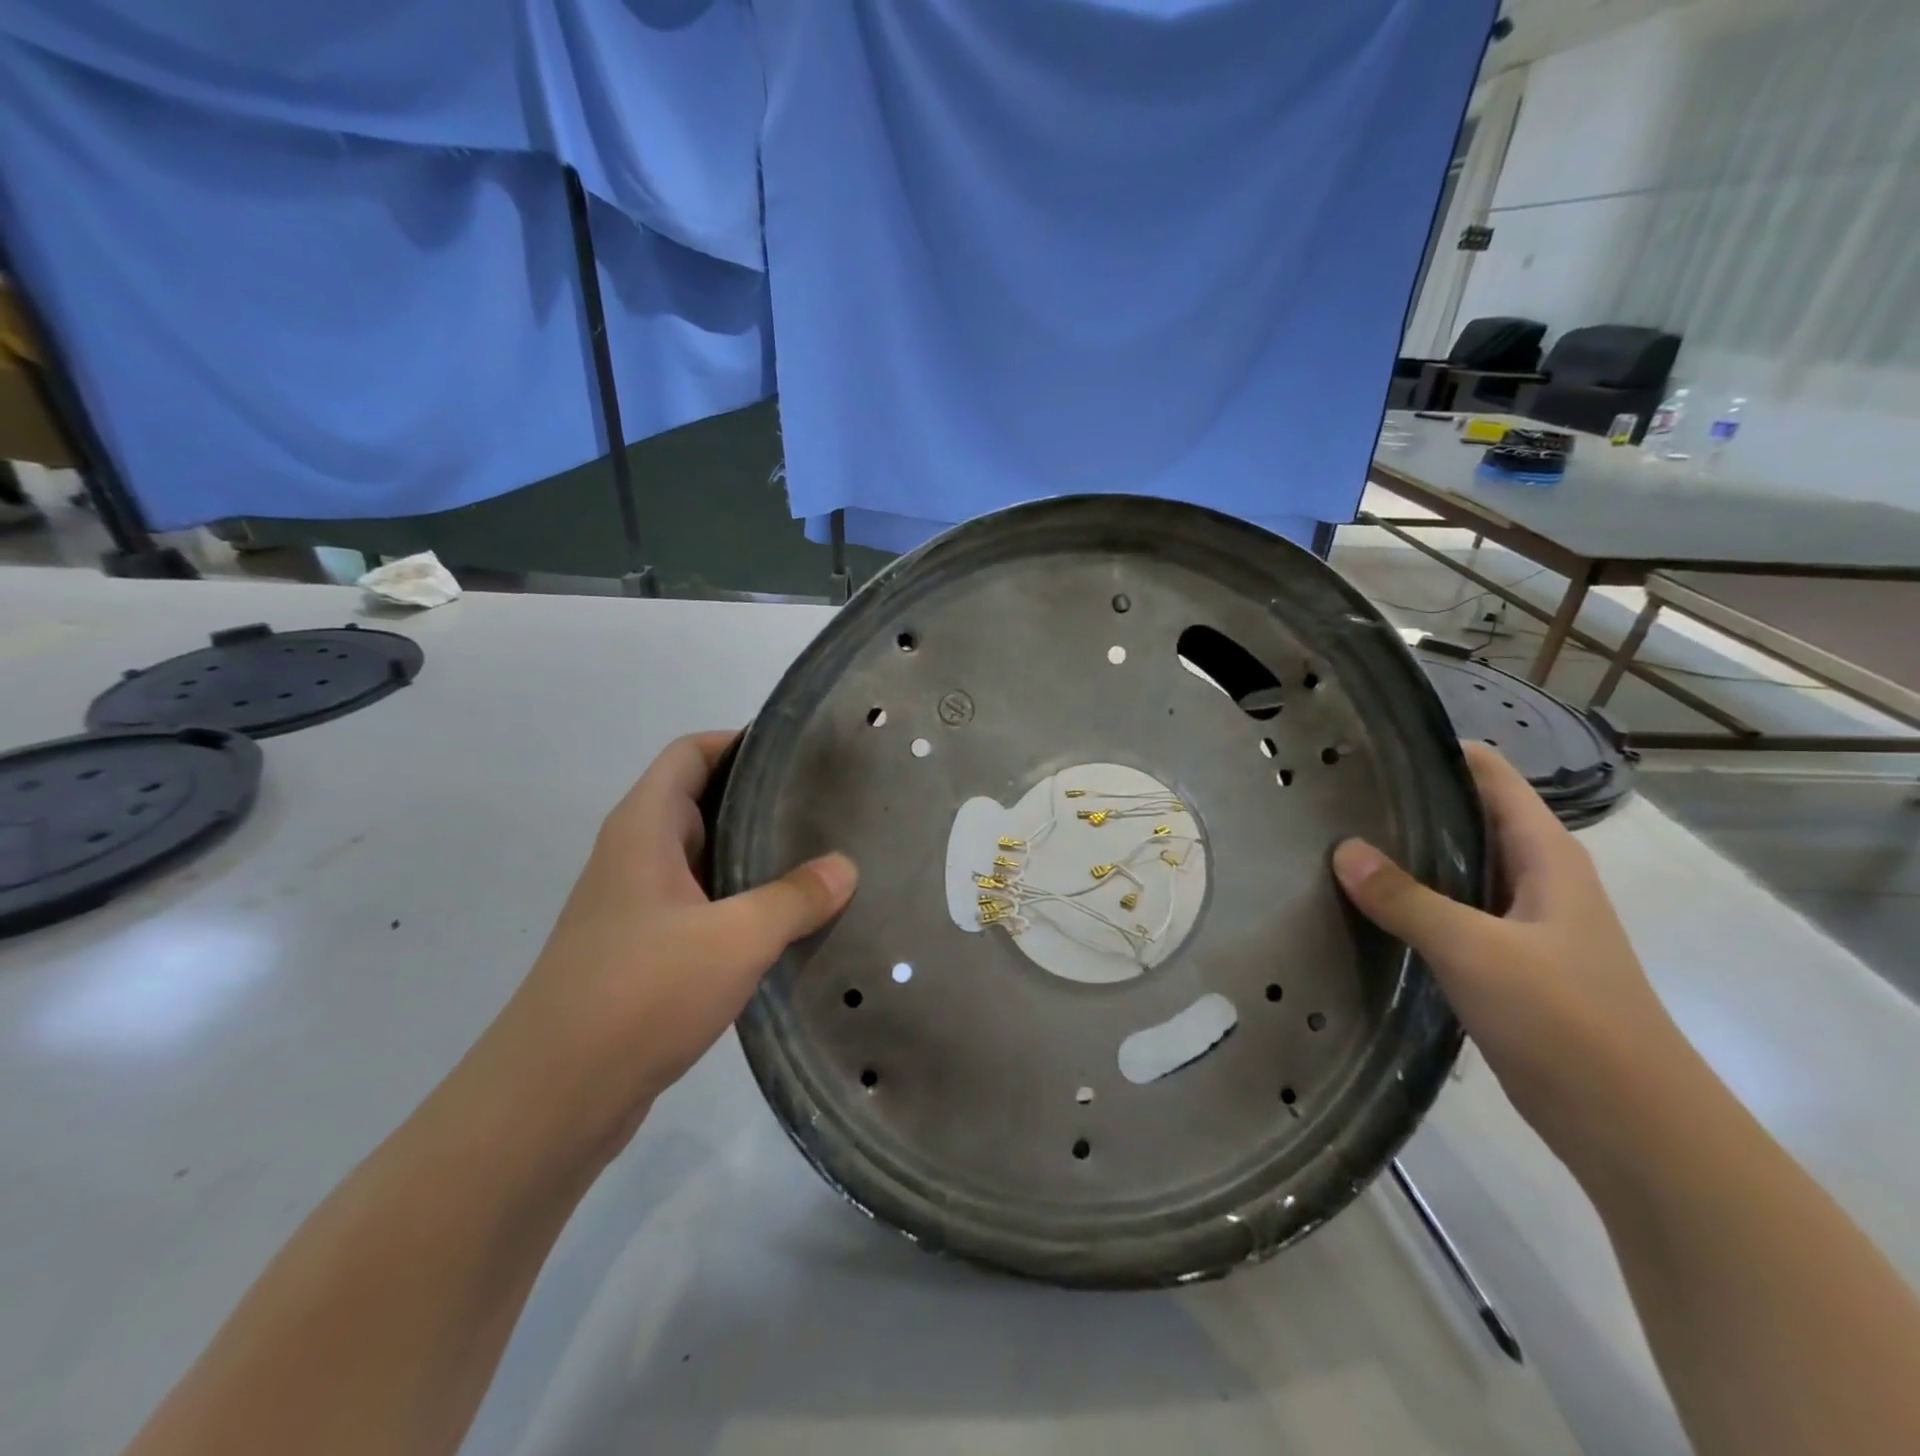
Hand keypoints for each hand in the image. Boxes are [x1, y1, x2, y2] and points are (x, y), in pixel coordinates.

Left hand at [484, 732, 856, 1158]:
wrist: (554, 1099)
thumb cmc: (640, 993)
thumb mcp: (735, 938)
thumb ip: (795, 897)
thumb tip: (845, 868)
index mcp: (643, 828)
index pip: (690, 753)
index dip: (740, 741)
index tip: (799, 752)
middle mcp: (635, 856)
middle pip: (701, 802)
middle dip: (760, 799)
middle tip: (826, 806)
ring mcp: (637, 907)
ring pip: (706, 859)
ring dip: (755, 857)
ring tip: (821, 859)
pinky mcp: (645, 952)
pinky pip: (703, 906)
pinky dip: (743, 903)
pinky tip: (788, 924)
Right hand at [1332, 742, 1691, 1165]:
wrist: (1630, 1125)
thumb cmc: (1565, 1019)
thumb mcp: (1475, 950)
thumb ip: (1405, 898)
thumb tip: (1342, 849)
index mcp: (1546, 855)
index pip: (1491, 775)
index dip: (1437, 752)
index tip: (1370, 747)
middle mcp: (1535, 878)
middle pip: (1466, 818)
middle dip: (1406, 804)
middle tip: (1333, 795)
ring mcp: (1519, 922)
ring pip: (1454, 868)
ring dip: (1404, 855)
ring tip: (1335, 841)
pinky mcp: (1502, 962)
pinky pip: (1447, 912)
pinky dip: (1409, 901)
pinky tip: (1363, 905)